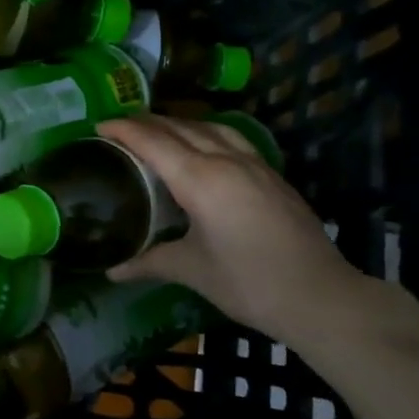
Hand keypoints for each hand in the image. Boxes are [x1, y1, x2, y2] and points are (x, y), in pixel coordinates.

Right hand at [98, 115, 368, 344]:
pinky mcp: (272, 175)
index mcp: (201, 179)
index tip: (99, 125)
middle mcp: (227, 160)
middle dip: (147, 122)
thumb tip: (112, 270)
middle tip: (119, 128)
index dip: (124, 129)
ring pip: (210, 127)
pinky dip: (206, 133)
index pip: (154, 141)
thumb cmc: (248, 283)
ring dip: (179, 123)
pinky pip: (231, 139)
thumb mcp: (192, 271)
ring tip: (157, 130)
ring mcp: (255, 164)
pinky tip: (203, 148)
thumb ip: (149, 262)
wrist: (319, 296)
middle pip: (180, 127)